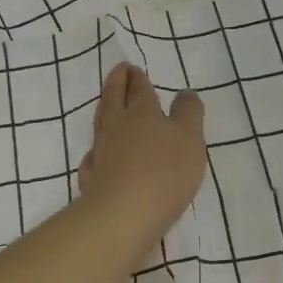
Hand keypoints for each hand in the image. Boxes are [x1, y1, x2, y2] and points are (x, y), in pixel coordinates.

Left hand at [76, 62, 205, 243]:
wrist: (125, 214)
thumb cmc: (165, 171)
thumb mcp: (189, 137)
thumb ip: (188, 113)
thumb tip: (184, 93)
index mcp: (142, 113)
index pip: (139, 89)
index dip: (137, 78)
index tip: (132, 68)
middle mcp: (117, 128)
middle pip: (113, 100)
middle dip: (116, 84)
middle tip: (118, 72)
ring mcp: (101, 153)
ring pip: (100, 124)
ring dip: (104, 110)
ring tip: (106, 104)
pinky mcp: (92, 179)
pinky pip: (93, 157)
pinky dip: (96, 150)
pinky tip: (97, 154)